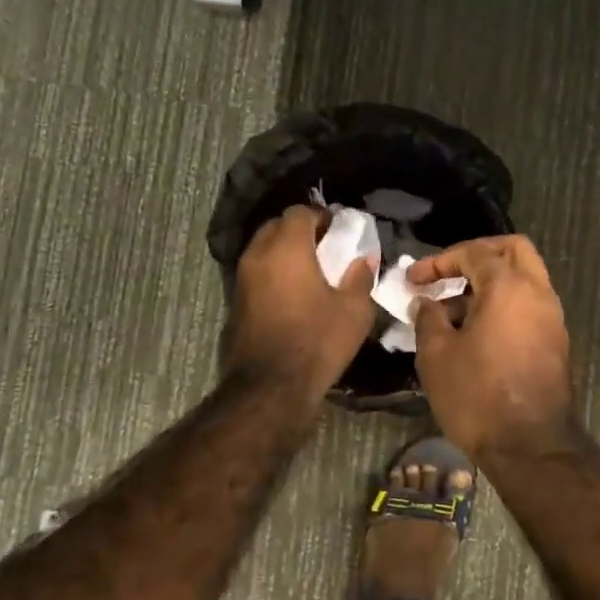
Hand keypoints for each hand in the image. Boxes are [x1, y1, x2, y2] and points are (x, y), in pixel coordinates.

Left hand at [223, 205, 376, 400]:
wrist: (269, 387)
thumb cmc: (317, 341)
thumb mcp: (353, 310)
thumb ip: (360, 277)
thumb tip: (364, 259)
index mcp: (287, 248)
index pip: (299, 212)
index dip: (320, 216)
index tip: (338, 229)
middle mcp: (258, 255)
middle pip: (276, 226)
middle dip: (299, 230)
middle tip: (324, 246)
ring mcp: (241, 279)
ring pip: (263, 250)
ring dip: (284, 252)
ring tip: (309, 270)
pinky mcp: (235, 302)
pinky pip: (256, 273)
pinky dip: (273, 273)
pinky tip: (292, 293)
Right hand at [408, 235, 575, 456]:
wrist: (530, 447)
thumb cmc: (478, 395)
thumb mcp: (437, 354)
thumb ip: (428, 318)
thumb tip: (427, 303)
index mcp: (509, 286)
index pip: (474, 252)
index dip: (439, 261)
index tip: (413, 279)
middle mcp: (538, 293)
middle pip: (513, 250)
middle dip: (477, 255)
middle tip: (448, 274)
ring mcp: (552, 318)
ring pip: (523, 279)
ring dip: (489, 283)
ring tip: (451, 311)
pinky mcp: (555, 343)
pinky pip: (528, 306)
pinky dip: (503, 305)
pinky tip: (474, 332)